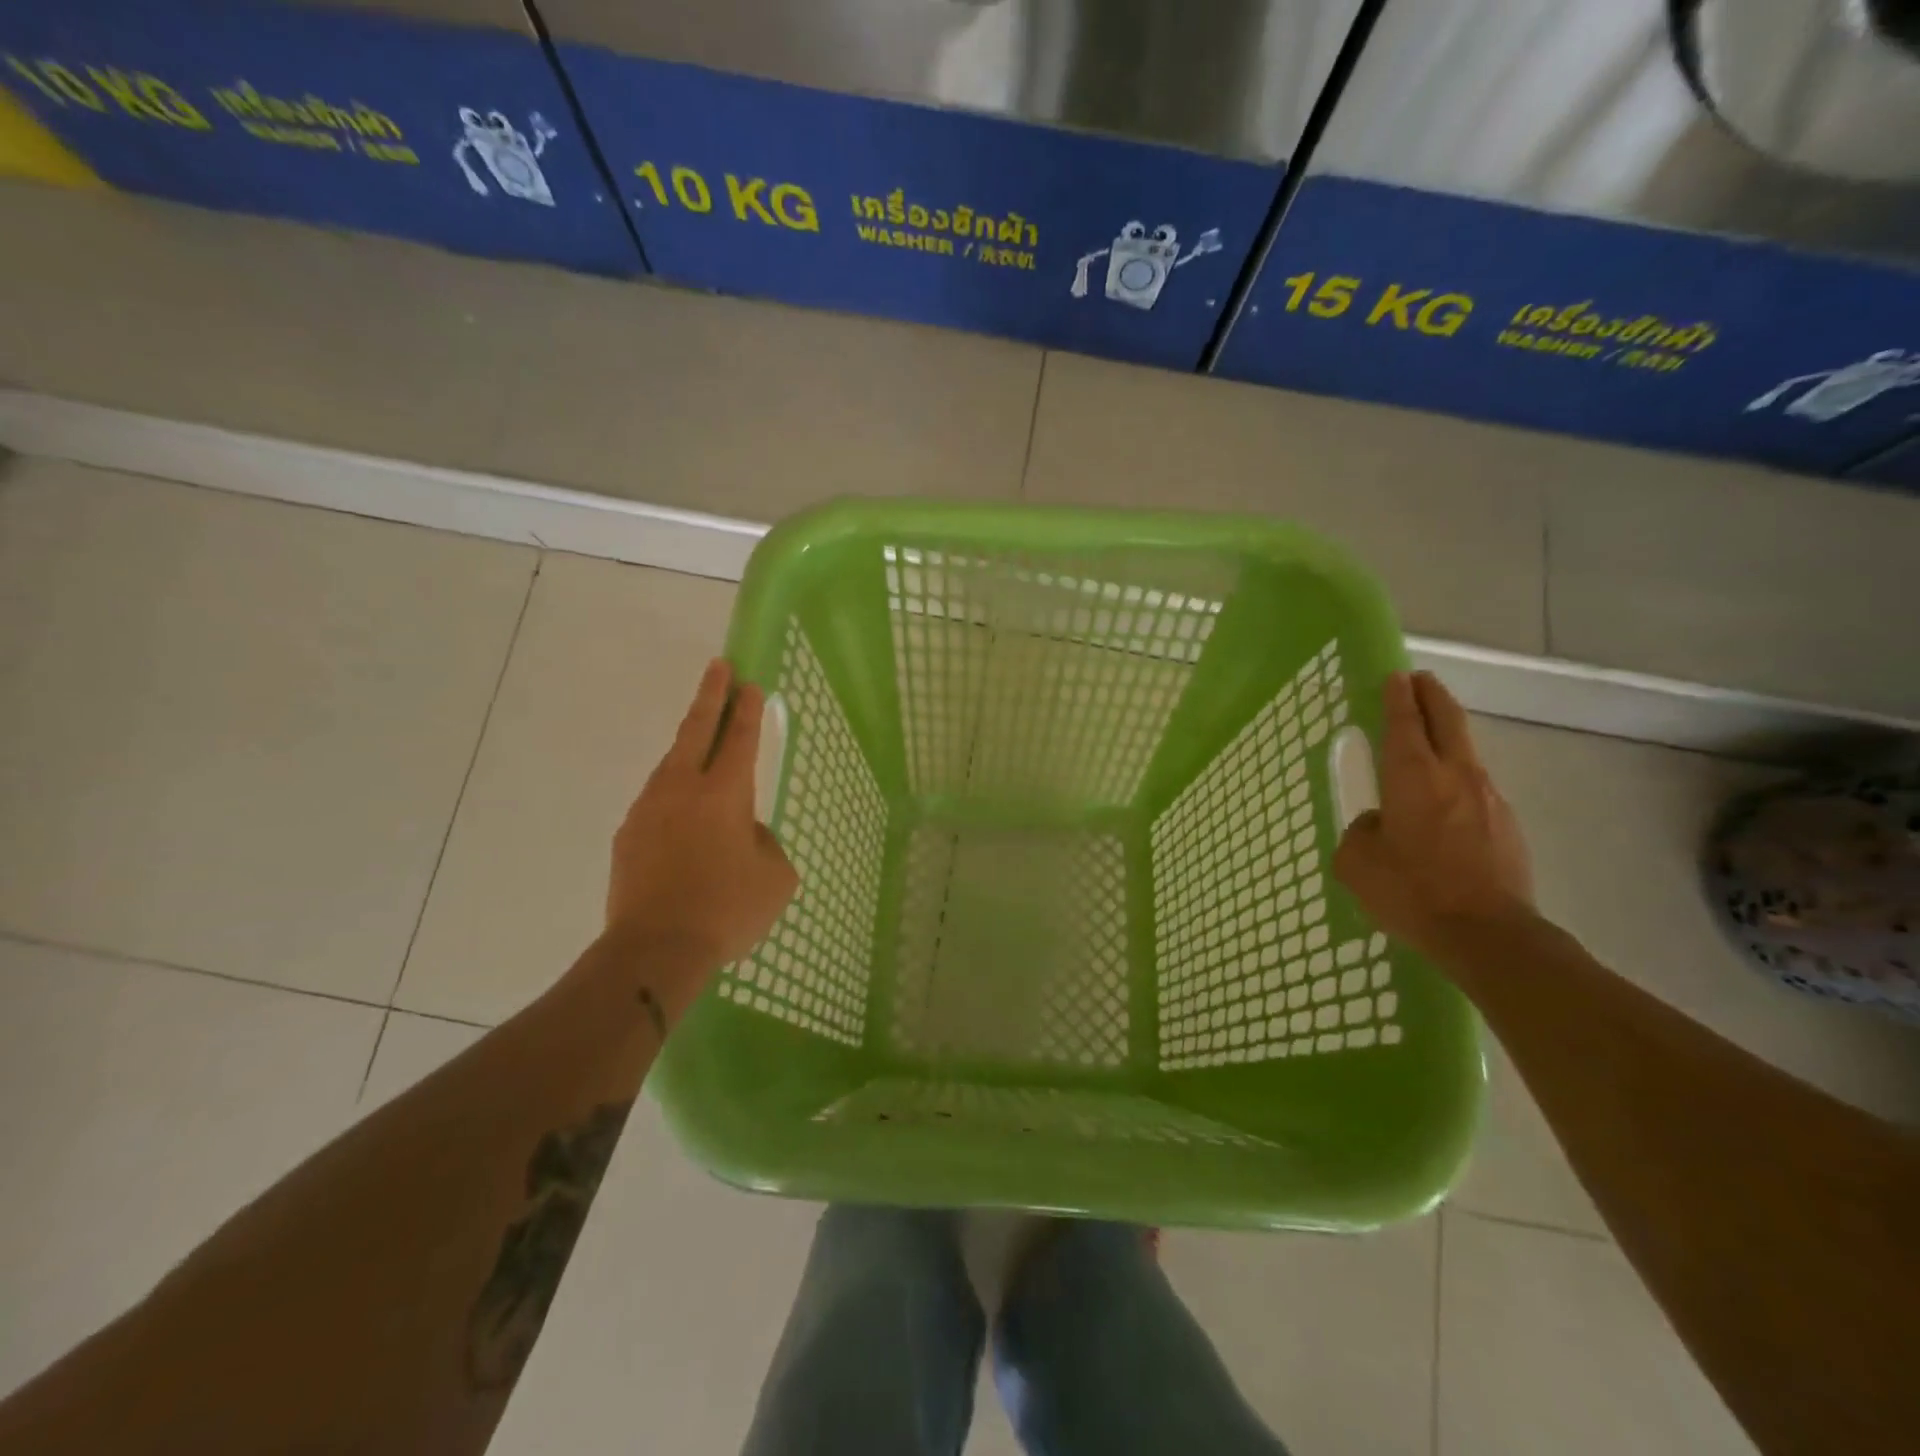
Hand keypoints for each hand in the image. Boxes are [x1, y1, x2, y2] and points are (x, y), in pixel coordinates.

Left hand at [606, 659, 797, 987]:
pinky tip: (683, 812)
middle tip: (719, 666)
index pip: (740, 739)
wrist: (654, 949)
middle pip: (697, 730)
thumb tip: (744, 833)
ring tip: (702, 739)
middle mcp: (683, 789)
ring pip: (671, 764)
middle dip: (711, 695)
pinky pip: (657, 801)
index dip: (748, 709)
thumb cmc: (727, 910)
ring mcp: (648, 809)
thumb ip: (764, 843)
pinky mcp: (628, 835)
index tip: (750, 683)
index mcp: (724, 794)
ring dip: (689, 745)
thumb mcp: (776, 877)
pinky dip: (673, 793)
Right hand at [1334, 671, 1534, 960]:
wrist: (1488, 935)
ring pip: (1466, 753)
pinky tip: (1446, 802)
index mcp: (1412, 776)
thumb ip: (1362, 831)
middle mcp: (1455, 775)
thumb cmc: (1411, 891)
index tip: (1395, 676)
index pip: (1404, 721)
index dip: (1397, 696)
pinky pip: (1477, 788)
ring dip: (1448, 737)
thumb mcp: (1357, 862)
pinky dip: (1459, 779)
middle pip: (1447, 720)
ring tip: (1430, 741)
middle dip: (1431, 695)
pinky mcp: (1508, 825)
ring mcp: (1489, 798)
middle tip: (1419, 681)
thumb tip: (1379, 824)